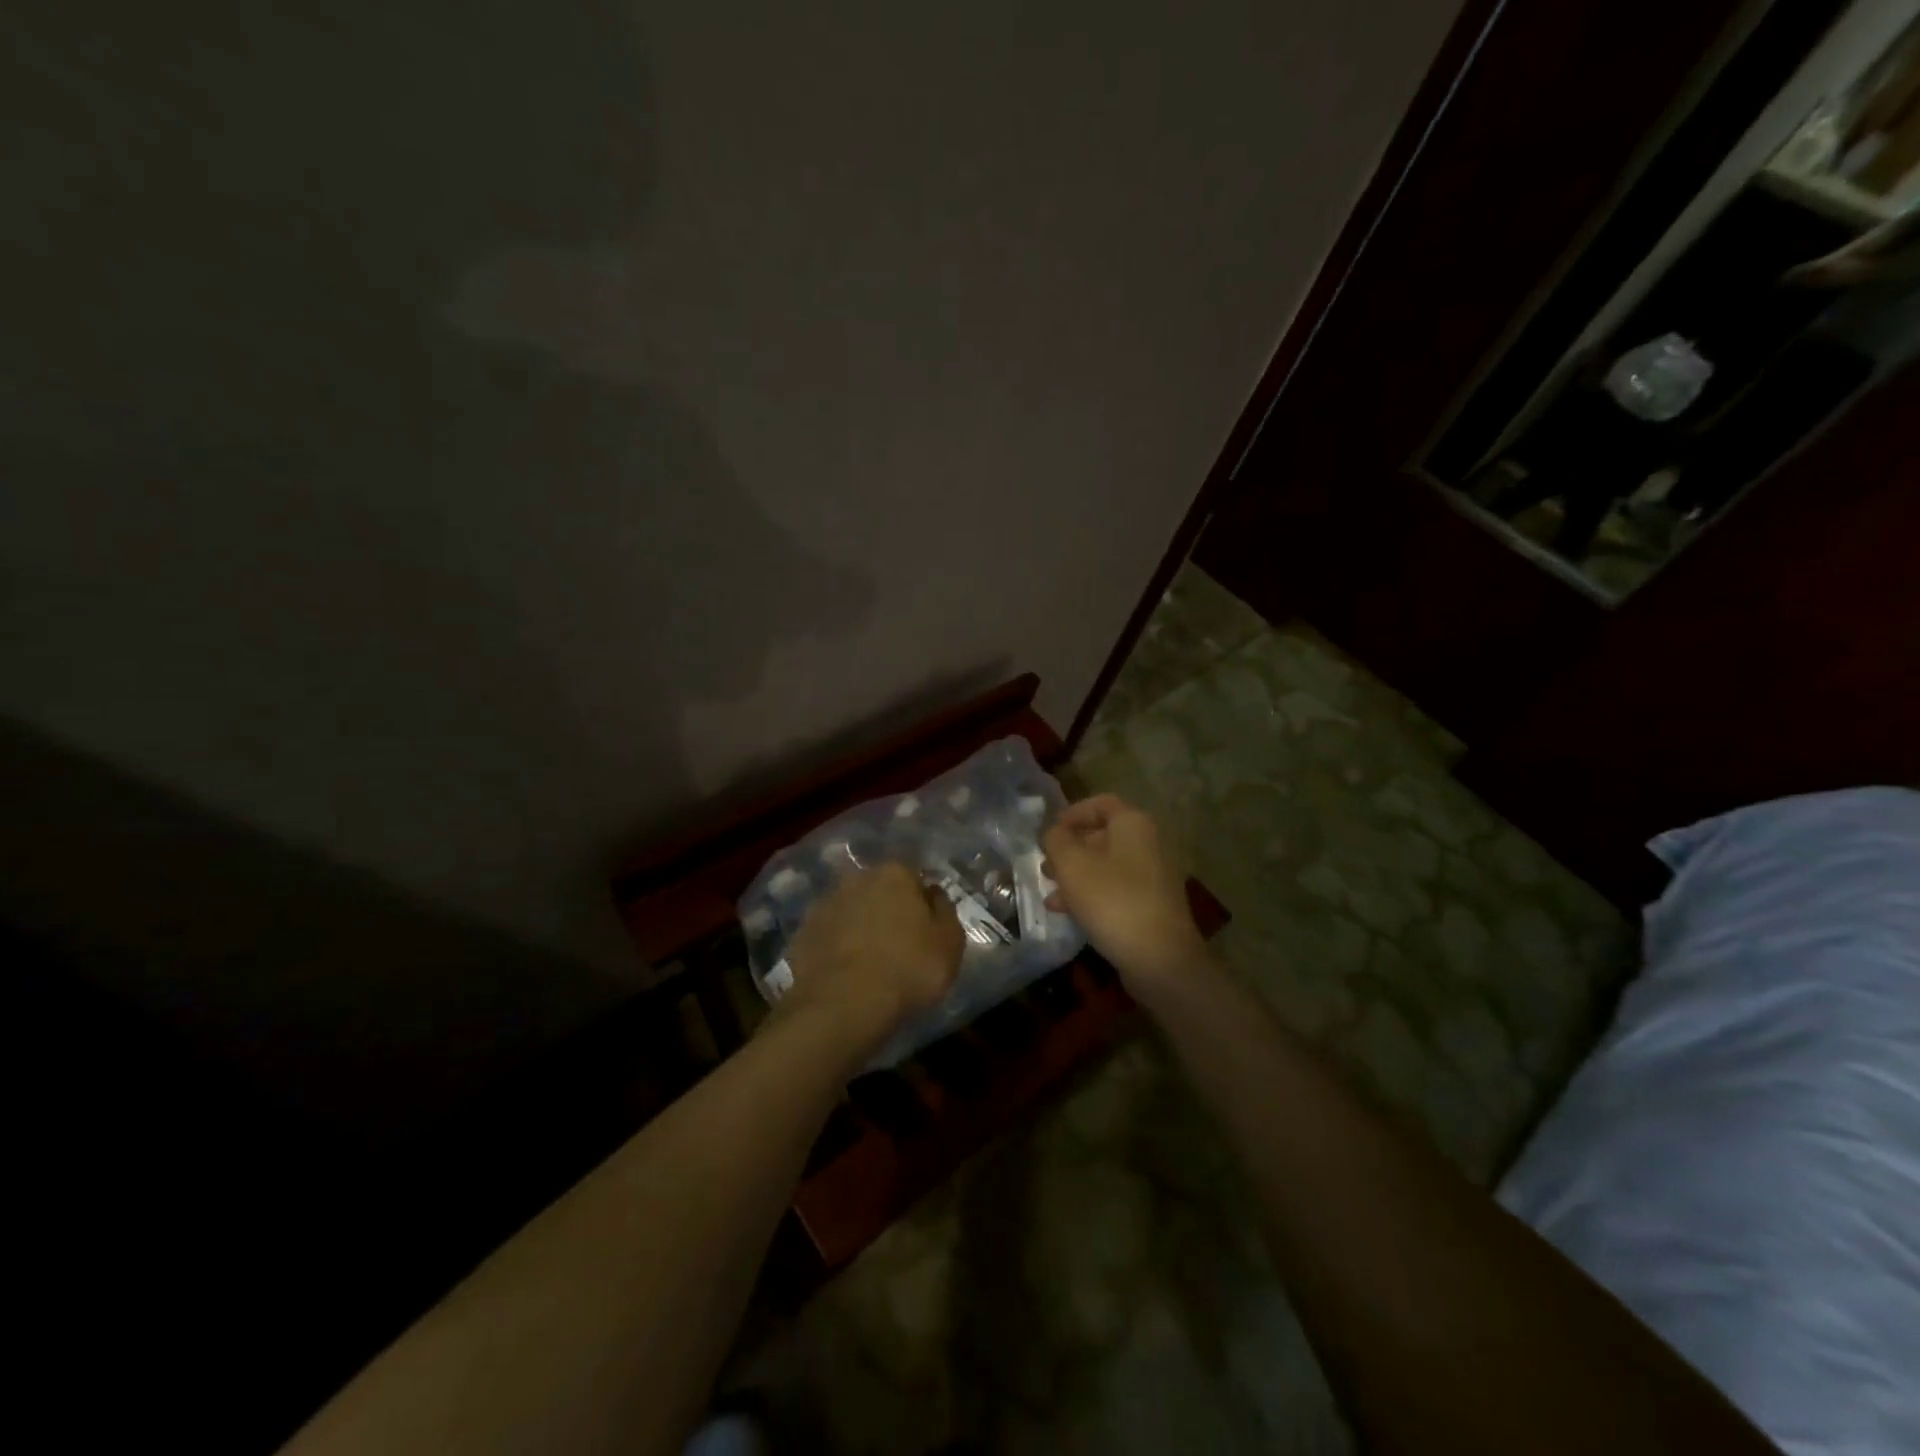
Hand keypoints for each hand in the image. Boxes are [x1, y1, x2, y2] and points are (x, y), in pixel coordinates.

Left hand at [782, 863, 964, 1053]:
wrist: (843, 1003)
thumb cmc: (908, 968)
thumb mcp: (950, 942)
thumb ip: (945, 911)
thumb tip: (934, 895)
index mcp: (895, 873)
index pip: (914, 878)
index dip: (922, 903)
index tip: (926, 929)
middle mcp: (857, 878)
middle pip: (879, 890)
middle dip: (887, 910)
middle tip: (899, 944)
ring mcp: (825, 904)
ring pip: (851, 910)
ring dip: (859, 926)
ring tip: (870, 962)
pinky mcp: (802, 933)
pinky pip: (828, 936)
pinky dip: (836, 948)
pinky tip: (845, 973)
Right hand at [1043, 794, 1207, 999]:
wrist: (1160, 958)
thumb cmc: (1112, 900)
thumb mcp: (1072, 865)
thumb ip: (1056, 840)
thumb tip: (1053, 833)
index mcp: (1133, 824)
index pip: (1101, 803)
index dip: (1072, 813)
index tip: (1049, 832)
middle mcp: (1149, 843)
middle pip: (1103, 835)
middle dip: (1070, 849)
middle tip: (1046, 864)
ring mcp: (1154, 875)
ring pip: (1107, 865)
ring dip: (1076, 875)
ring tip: (1050, 892)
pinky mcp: (1152, 904)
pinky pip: (1116, 889)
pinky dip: (1092, 894)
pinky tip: (1068, 913)